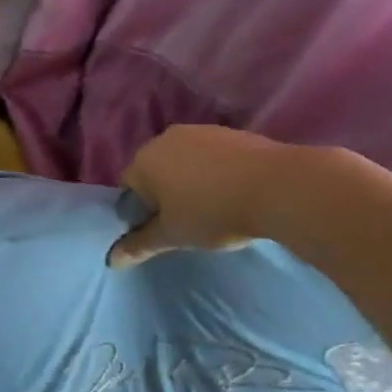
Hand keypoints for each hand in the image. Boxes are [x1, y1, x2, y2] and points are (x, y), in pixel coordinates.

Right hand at [108, 125, 305, 267]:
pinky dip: (215, 172)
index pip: (129, 188)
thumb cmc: (213, 212)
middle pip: (155, 171)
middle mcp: (166, 138)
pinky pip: (211, 156)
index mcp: (144, 160)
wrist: (279, 186)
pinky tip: (233, 192)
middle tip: (186, 221)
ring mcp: (200, 131)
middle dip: (164, 194)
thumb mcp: (174, 235)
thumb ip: (141, 245)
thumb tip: (111, 260)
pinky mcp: (231, 133)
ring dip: (190, 181)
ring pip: (184, 161)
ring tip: (213, 207)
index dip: (141, 212)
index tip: (163, 230)